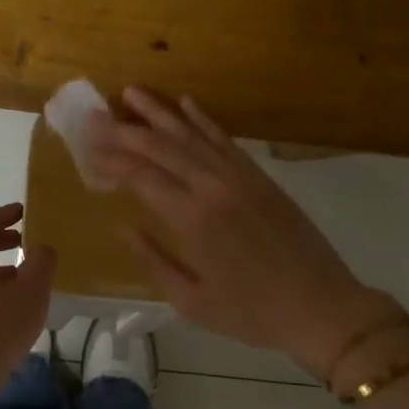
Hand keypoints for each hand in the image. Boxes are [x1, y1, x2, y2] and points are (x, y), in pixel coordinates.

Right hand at [84, 89, 396, 377]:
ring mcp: (239, 177)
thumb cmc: (251, 313)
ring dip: (159, 113)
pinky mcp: (260, 176)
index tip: (88, 153)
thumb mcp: (191, 301)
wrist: (320, 306)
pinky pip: (225, 140)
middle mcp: (212, 187)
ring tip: (131, 94)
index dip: (112, 162)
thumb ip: (153, 261)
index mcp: (191, 220)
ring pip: (191, 135)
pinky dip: (203, 120)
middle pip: (160, 148)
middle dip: (124, 131)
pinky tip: (186, 104)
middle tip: (96, 118)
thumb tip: (122, 228)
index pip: (140, 177)